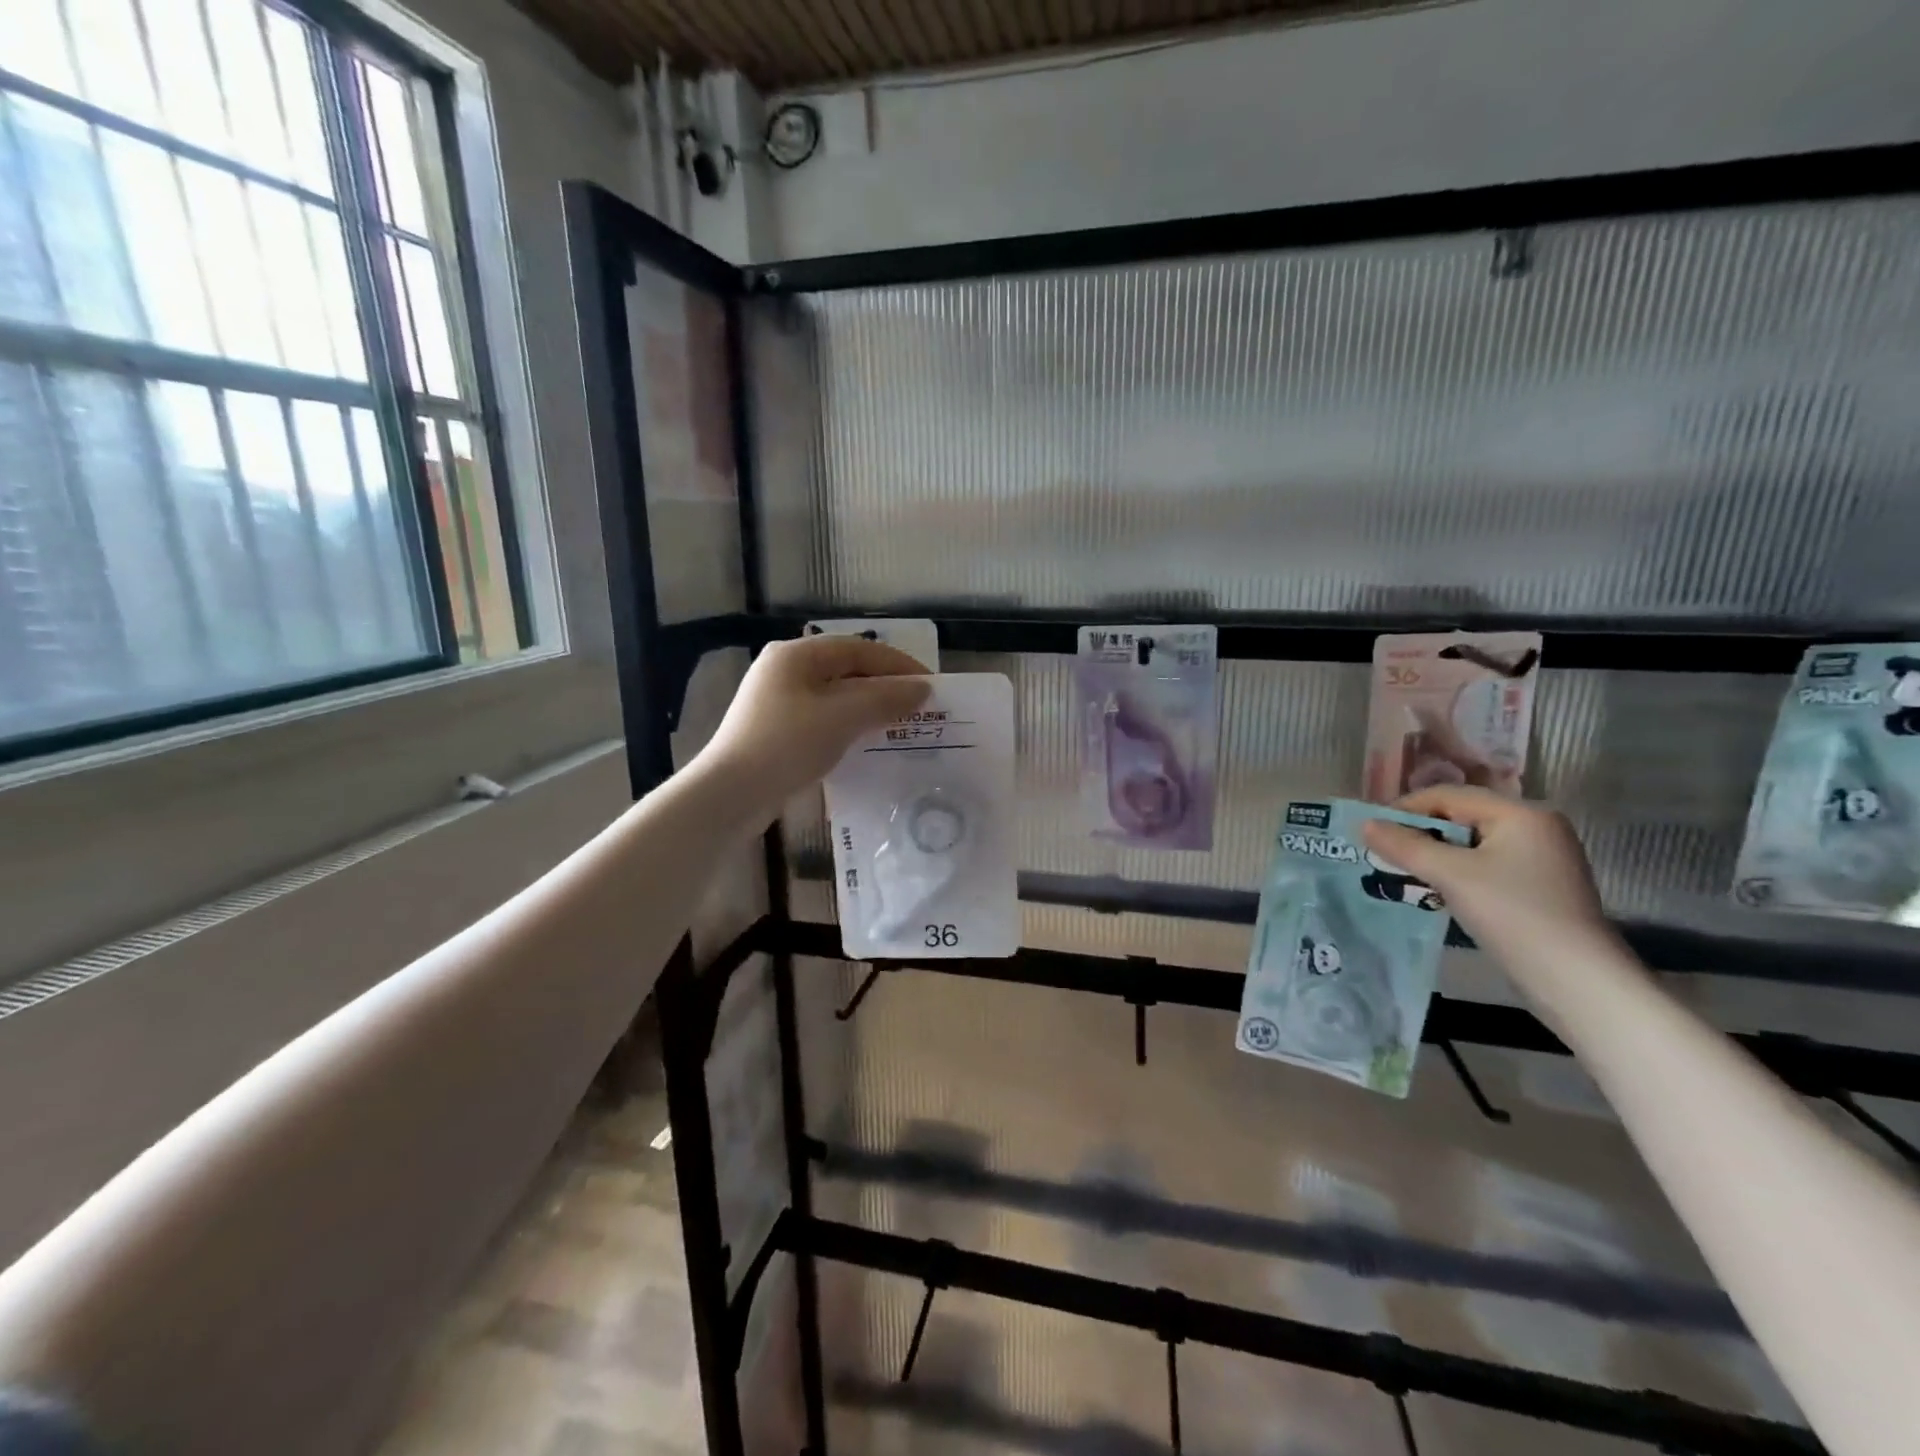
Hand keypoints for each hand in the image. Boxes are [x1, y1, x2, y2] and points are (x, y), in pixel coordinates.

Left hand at [696, 635, 930, 818]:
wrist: (730, 795)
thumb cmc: (787, 745)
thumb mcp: (842, 717)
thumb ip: (885, 698)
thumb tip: (922, 689)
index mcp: (796, 655)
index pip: (859, 648)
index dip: (898, 664)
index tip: (931, 685)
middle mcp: (785, 670)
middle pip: (847, 670)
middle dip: (885, 686)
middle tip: (919, 707)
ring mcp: (778, 701)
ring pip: (836, 696)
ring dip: (869, 707)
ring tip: (901, 725)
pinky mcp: (777, 730)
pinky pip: (824, 718)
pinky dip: (850, 725)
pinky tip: (868, 742)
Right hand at [1360, 786, 1614, 979]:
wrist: (1577, 981)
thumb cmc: (1513, 914)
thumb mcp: (1451, 875)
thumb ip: (1405, 846)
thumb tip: (1365, 824)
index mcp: (1521, 813)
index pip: (1449, 796)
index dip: (1405, 809)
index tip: (1371, 830)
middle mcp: (1535, 827)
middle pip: (1461, 817)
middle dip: (1419, 833)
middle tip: (1383, 853)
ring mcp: (1540, 858)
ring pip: (1471, 844)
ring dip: (1434, 855)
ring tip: (1402, 872)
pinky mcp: (1538, 886)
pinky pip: (1485, 865)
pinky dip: (1456, 872)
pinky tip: (1435, 891)